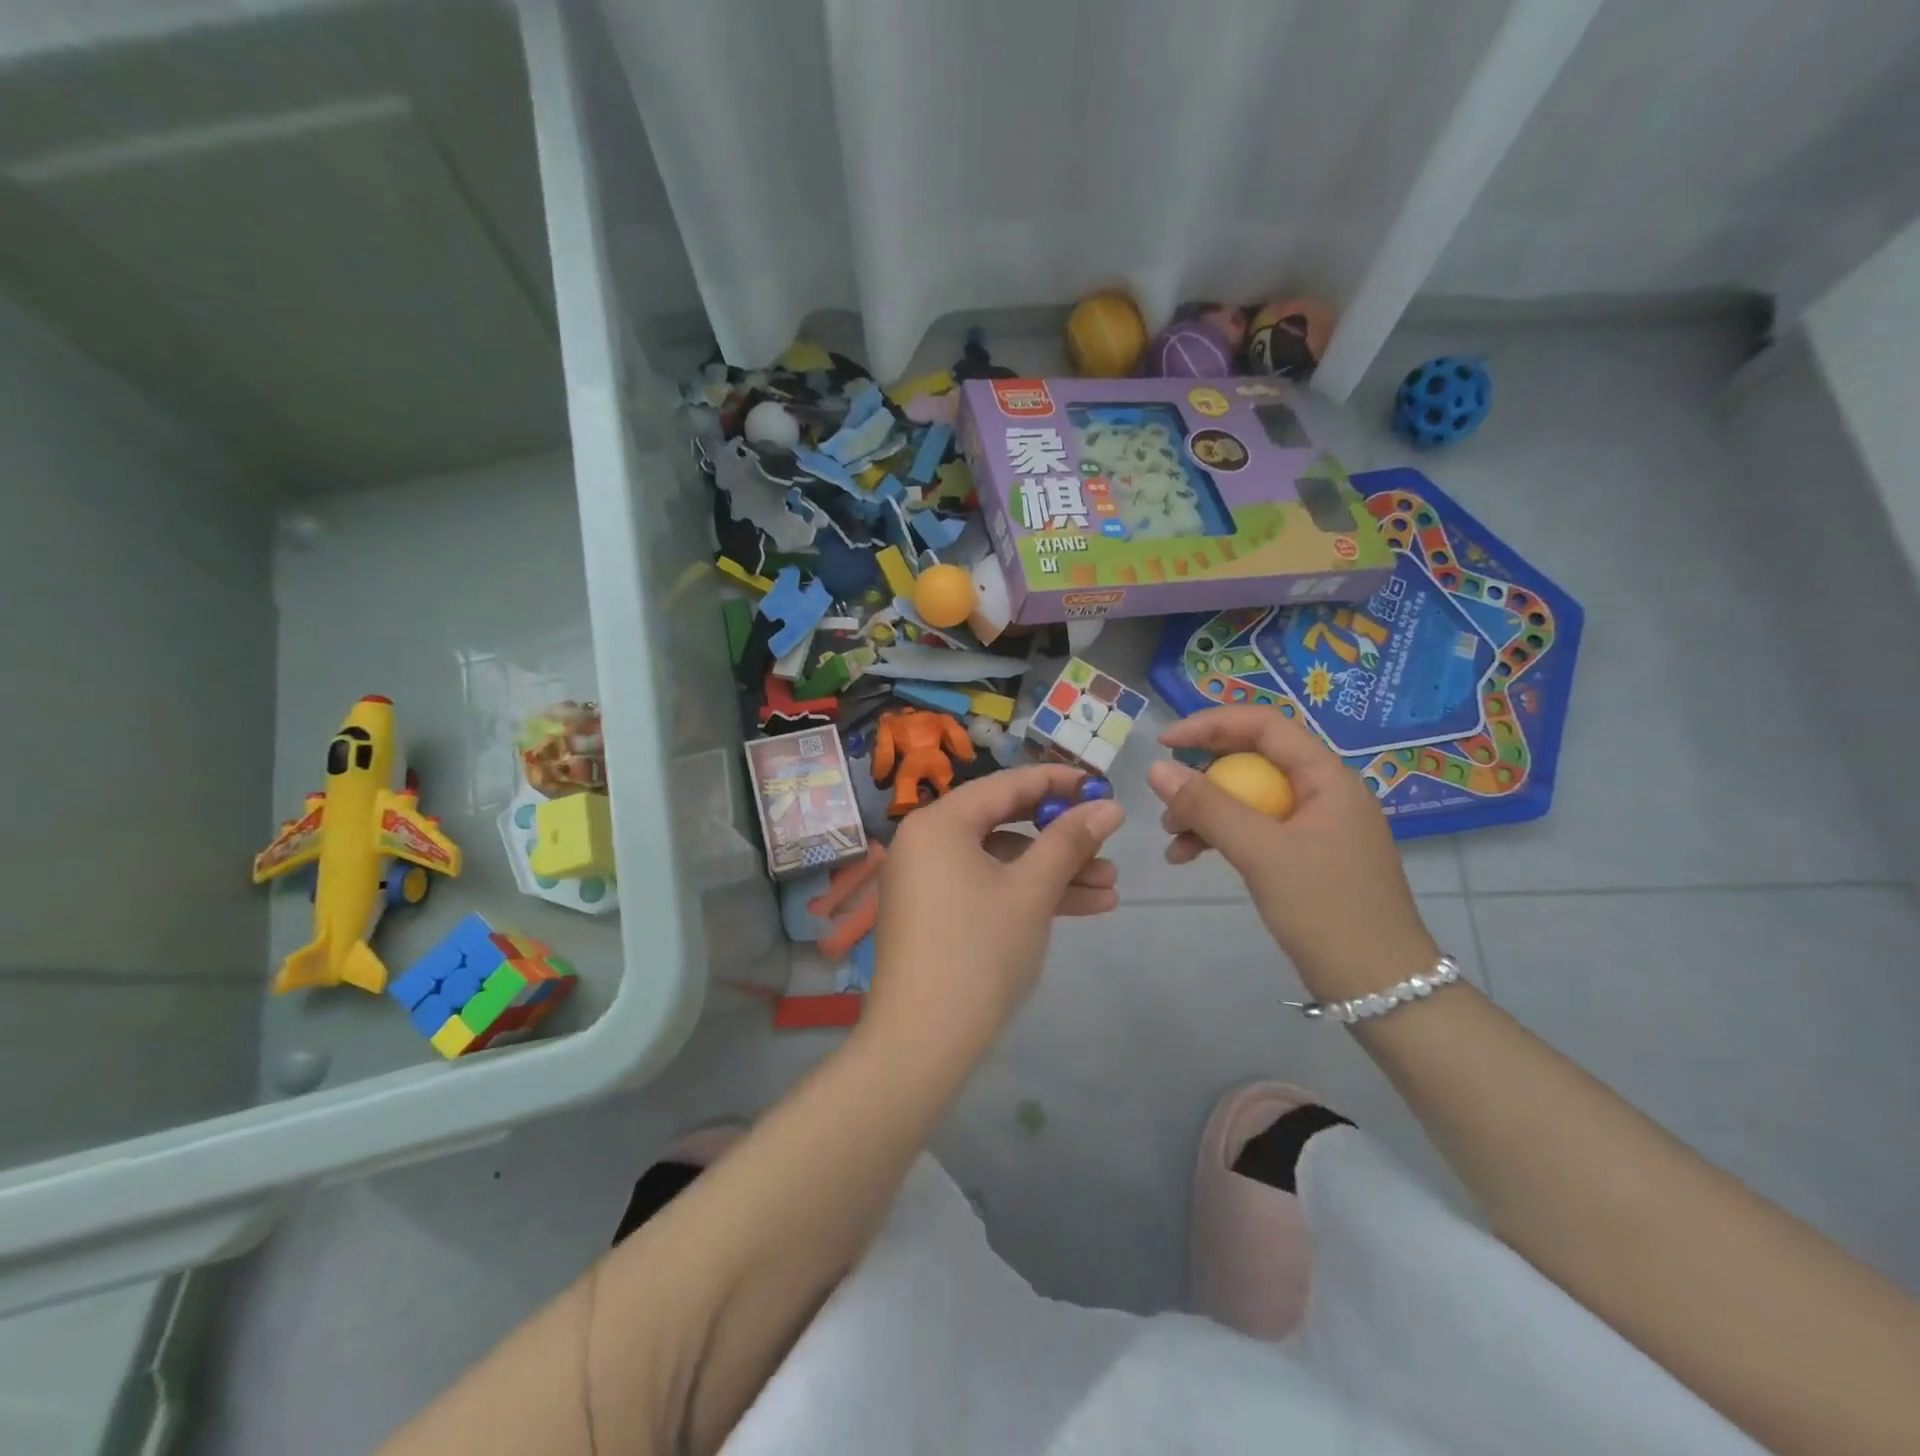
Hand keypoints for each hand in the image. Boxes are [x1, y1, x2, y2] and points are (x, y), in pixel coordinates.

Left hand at [868, 765, 1123, 1058]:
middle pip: (1005, 824)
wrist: (923, 1043)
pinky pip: (988, 888)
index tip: (1101, 785)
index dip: (1057, 782)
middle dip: (1061, 837)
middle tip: (1108, 842)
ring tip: (1111, 887)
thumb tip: (1109, 806)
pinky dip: (1029, 895)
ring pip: (1001, 862)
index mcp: (939, 823)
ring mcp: (929, 881)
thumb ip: (1069, 841)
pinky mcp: (937, 915)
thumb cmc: (979, 952)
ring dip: (1054, 873)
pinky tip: (1084, 907)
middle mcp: (927, 843)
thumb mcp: (1032, 891)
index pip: (1005, 785)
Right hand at [1146, 706, 1436, 1002]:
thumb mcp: (1261, 852)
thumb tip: (1157, 769)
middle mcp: (1323, 792)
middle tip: (1166, 799)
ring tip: (1172, 837)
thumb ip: (1208, 807)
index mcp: (1326, 777)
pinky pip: (1255, 829)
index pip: (1264, 725)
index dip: (1211, 724)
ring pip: (1249, 797)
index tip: (1165, 743)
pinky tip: (1188, 856)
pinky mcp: (1305, 856)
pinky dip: (1220, 836)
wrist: (1379, 986)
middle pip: (1253, 760)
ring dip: (1206, 810)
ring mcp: (1315, 826)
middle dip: (1204, 776)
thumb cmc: (1325, 909)